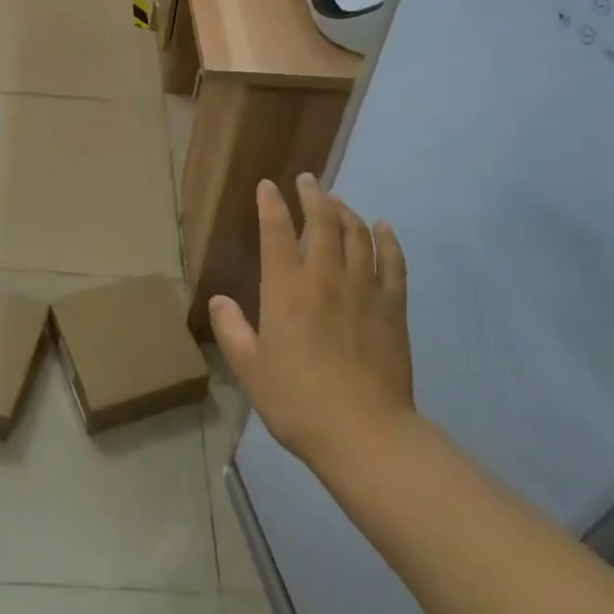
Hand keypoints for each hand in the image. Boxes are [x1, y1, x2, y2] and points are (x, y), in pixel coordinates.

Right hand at [209, 176, 413, 468]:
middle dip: (313, 194)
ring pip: (357, 233)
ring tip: (337, 201)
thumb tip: (220, 300)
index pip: (275, 231)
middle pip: (322, 220)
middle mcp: (324, 276)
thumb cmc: (297, 401)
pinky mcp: (392, 307)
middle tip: (308, 180)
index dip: (270, 203)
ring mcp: (363, 289)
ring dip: (346, 210)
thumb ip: (232, 329)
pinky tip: (383, 227)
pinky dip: (388, 239)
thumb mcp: (250, 368)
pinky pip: (393, 262)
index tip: (268, 185)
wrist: (364, 433)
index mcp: (286, 288)